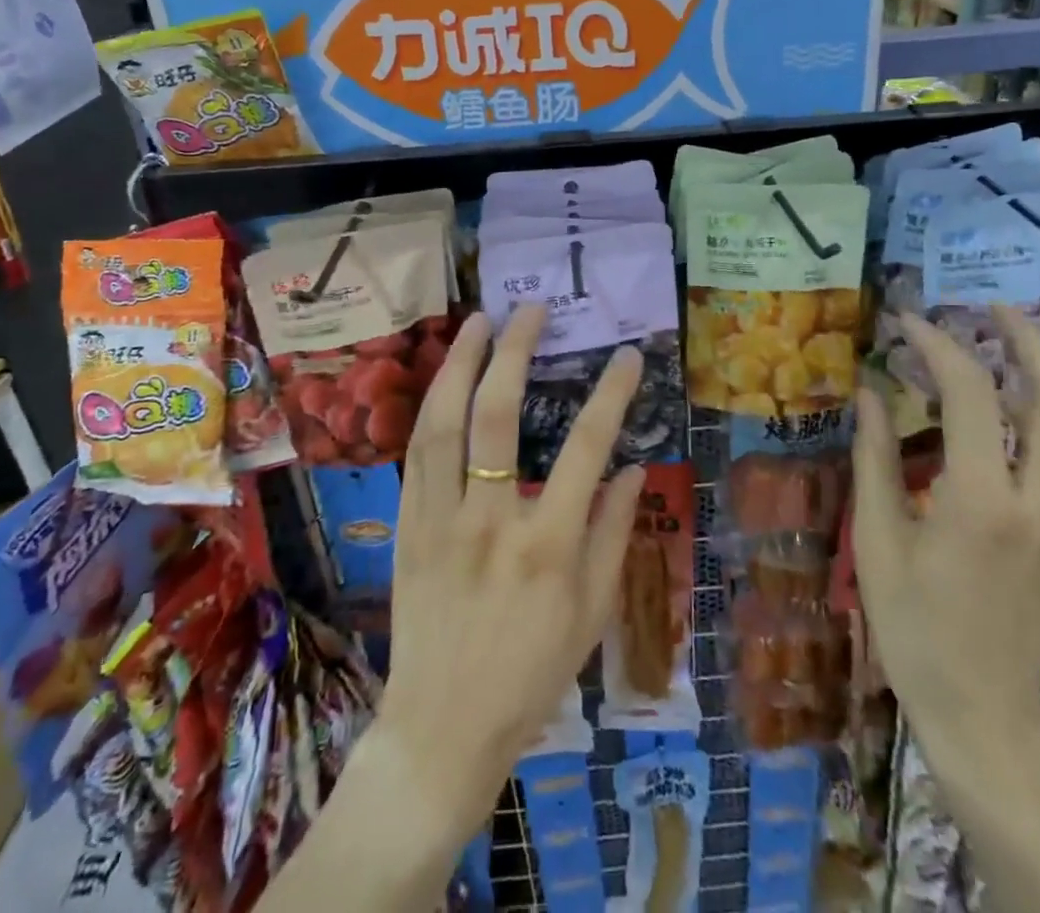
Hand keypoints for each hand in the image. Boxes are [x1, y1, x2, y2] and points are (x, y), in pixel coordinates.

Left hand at [378, 305, 645, 835]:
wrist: (441, 730)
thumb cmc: (530, 675)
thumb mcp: (592, 614)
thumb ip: (615, 534)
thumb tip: (633, 467)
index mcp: (548, 546)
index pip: (586, 448)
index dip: (611, 394)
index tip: (627, 354)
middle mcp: (491, 521)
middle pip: (500, 417)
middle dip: (516, 352)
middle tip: (531, 309)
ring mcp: (440, 521)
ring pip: (444, 424)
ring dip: (461, 364)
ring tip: (478, 321)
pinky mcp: (407, 528)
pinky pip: (417, 455)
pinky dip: (432, 406)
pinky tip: (446, 379)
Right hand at [850, 306, 1039, 785]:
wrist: (984, 712)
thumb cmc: (915, 627)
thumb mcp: (878, 540)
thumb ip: (874, 457)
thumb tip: (869, 391)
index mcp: (982, 502)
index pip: (971, 393)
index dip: (939, 345)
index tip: (908, 321)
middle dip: (1025, 337)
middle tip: (988, 307)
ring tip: (1011, 338)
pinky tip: (1024, 398)